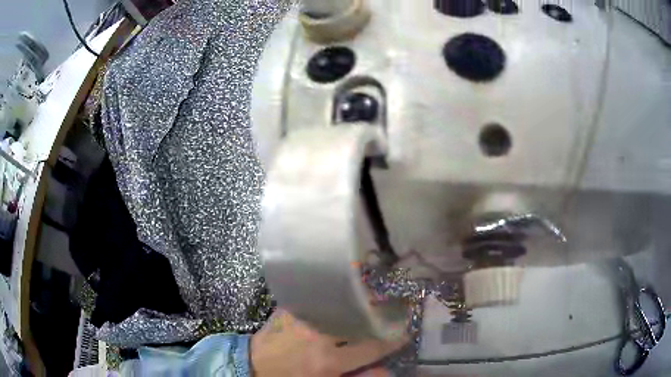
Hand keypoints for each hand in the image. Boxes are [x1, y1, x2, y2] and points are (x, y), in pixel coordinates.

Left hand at [250, 309, 407, 376]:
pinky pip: (319, 296)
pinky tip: (344, 289)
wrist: (254, 365)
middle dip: (381, 311)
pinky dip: (336, 294)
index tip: (405, 332)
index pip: (372, 346)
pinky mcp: (290, 307)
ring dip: (361, 299)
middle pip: (360, 318)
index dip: (393, 339)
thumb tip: (386, 369)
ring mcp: (303, 317)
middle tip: (395, 306)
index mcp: (328, 360)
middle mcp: (319, 335)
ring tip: (374, 296)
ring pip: (342, 302)